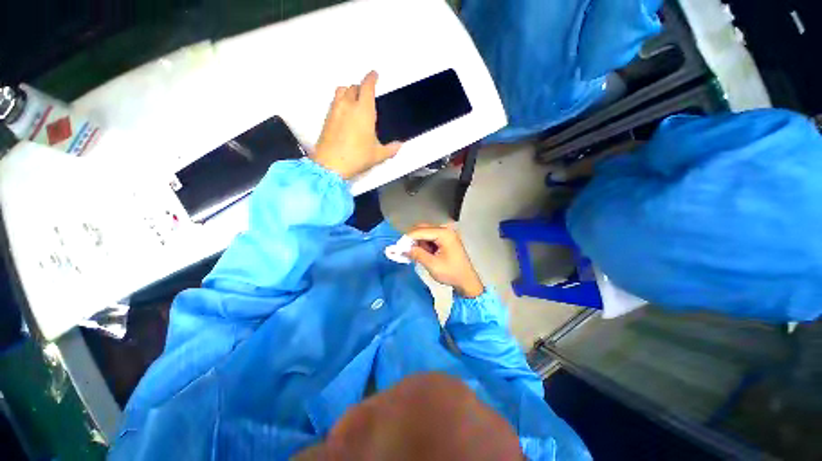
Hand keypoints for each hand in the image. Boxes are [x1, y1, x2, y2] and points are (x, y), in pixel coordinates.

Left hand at [312, 71, 401, 178]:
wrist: (331, 165)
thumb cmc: (357, 157)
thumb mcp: (377, 155)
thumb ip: (390, 149)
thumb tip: (400, 145)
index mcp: (364, 111)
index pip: (367, 86)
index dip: (371, 78)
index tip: (374, 74)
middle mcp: (348, 105)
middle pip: (353, 87)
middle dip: (361, 88)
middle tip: (366, 95)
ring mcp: (335, 111)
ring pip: (341, 91)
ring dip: (348, 92)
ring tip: (354, 101)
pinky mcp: (326, 118)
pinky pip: (334, 102)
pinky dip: (340, 102)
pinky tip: (344, 114)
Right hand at [406, 224, 484, 297]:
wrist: (467, 281)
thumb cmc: (452, 273)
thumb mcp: (432, 265)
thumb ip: (417, 254)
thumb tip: (403, 249)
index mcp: (444, 233)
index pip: (420, 231)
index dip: (408, 238)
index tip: (398, 247)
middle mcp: (445, 230)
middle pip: (423, 229)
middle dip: (413, 240)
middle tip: (406, 252)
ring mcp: (447, 234)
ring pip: (425, 233)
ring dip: (419, 243)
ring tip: (418, 256)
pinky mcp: (446, 239)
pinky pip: (431, 238)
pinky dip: (425, 245)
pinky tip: (425, 255)